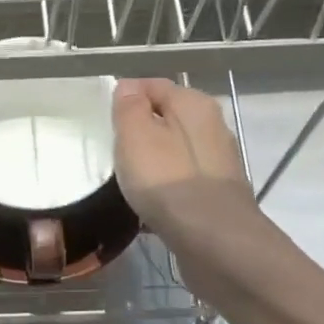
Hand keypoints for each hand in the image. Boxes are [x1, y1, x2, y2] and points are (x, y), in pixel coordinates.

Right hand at [112, 77, 256, 235]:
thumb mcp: (135, 135)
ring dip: (154, 159)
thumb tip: (129, 87)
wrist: (213, 238)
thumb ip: (129, 107)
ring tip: (130, 179)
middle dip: (141, 129)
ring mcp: (219, 160)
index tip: (105, 121)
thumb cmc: (166, 180)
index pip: (153, 85)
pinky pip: (183, 178)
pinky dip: (166, 184)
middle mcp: (213, 125)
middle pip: (168, 117)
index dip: (126, 97)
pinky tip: (152, 202)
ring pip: (176, 149)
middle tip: (114, 151)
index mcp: (194, 103)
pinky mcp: (218, 192)